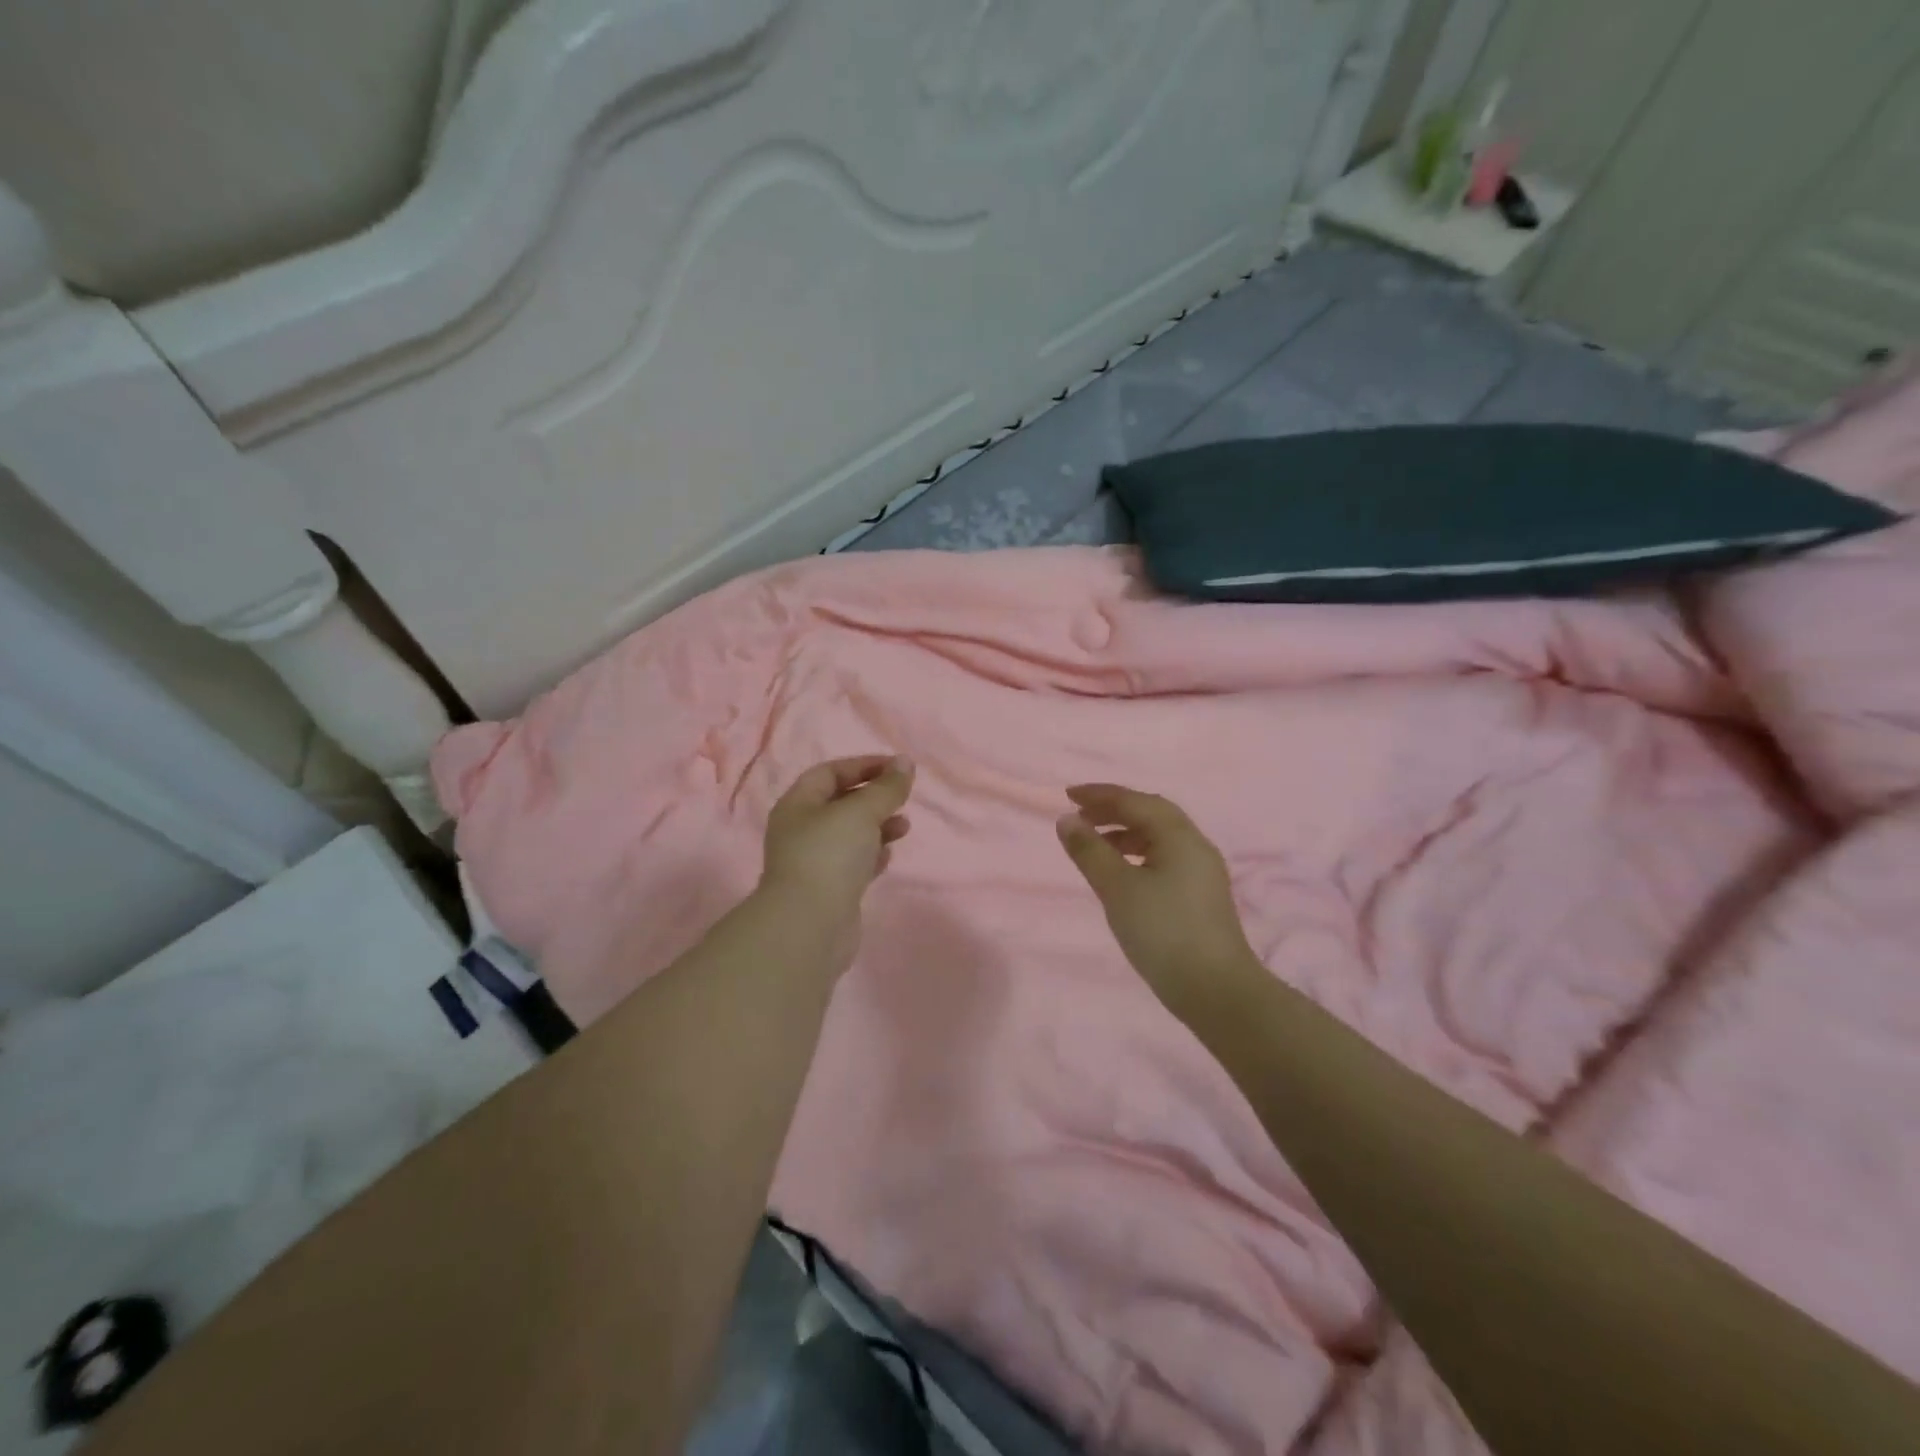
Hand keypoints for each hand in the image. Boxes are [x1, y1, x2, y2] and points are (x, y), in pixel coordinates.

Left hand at [760, 754, 913, 933]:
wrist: (809, 926)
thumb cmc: (829, 855)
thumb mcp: (861, 812)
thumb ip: (886, 787)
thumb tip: (905, 763)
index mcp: (798, 805)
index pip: (830, 772)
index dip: (863, 765)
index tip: (898, 768)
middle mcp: (801, 830)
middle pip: (840, 803)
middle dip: (874, 797)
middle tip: (903, 798)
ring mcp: (813, 862)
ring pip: (850, 835)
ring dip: (878, 826)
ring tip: (904, 827)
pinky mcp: (828, 890)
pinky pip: (853, 863)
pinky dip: (873, 855)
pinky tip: (889, 856)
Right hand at [1056, 783, 1261, 1020]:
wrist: (1216, 990)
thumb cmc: (1163, 932)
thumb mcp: (1117, 888)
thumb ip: (1090, 851)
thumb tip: (1067, 819)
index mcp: (1179, 836)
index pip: (1135, 801)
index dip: (1099, 795)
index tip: (1067, 795)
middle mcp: (1195, 845)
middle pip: (1151, 813)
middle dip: (1114, 810)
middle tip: (1080, 816)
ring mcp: (1202, 871)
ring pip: (1159, 837)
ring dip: (1125, 833)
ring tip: (1095, 846)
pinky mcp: (1201, 895)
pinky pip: (1165, 858)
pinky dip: (1138, 854)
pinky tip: (1122, 874)